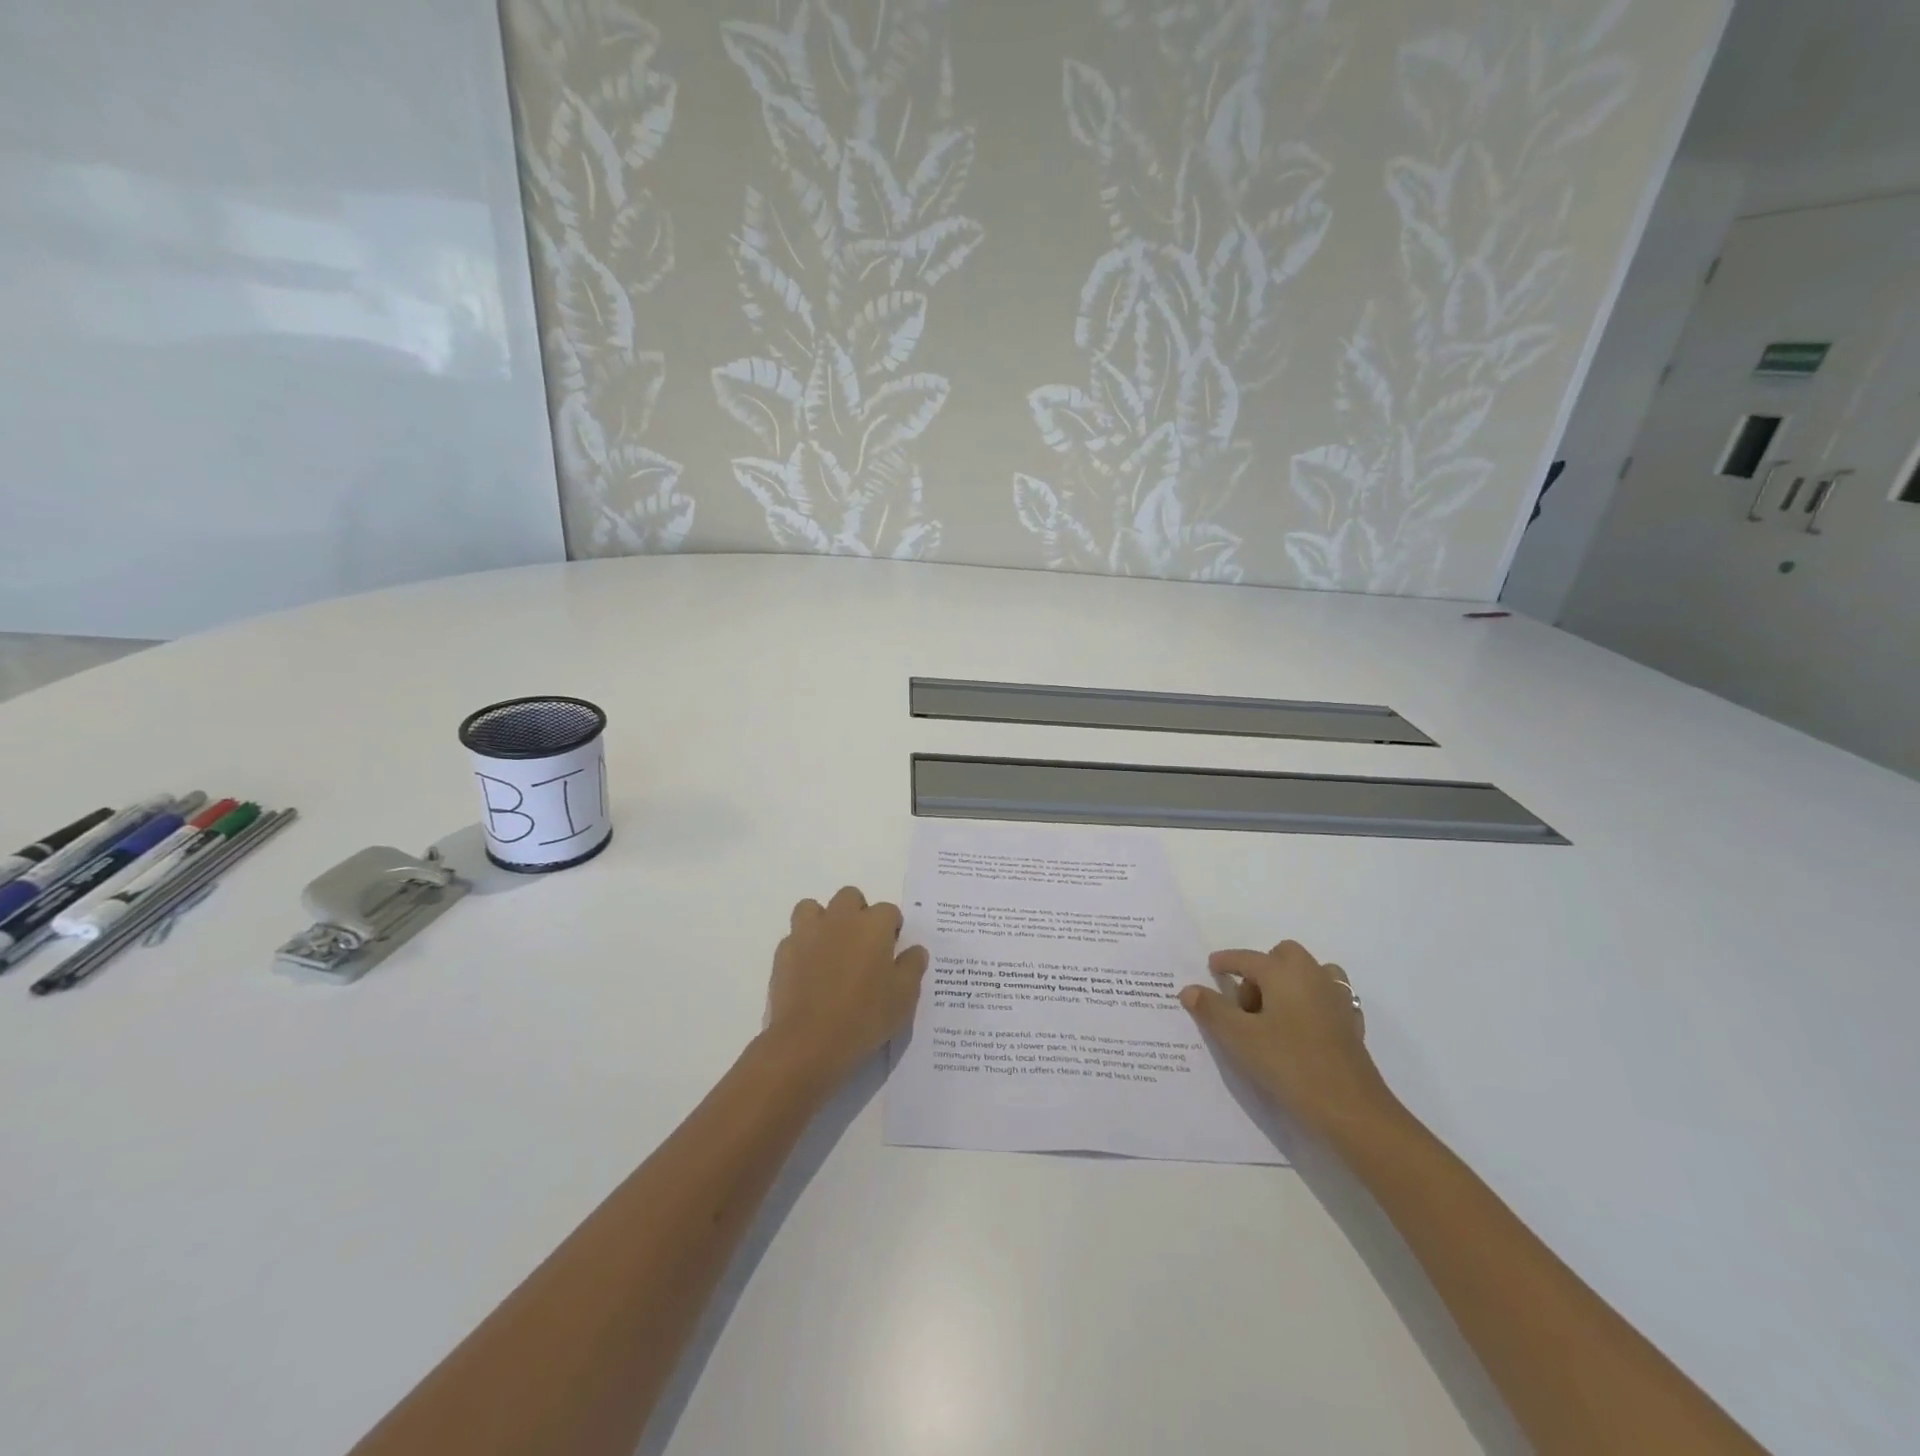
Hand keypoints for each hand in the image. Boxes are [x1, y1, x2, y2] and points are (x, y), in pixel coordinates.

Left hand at [765, 886, 928, 1088]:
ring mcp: (807, 933)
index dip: (892, 929)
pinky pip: (794, 937)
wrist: (808, 1042)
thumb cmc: (864, 1017)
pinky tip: (808, 971)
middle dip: (858, 913)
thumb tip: (915, 950)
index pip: (888, 911)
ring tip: (830, 949)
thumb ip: (912, 967)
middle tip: (862, 946)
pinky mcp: (783, 952)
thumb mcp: (904, 997)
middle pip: (850, 897)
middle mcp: (840, 919)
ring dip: (823, 921)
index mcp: (873, 925)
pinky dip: (802, 947)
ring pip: (813, 908)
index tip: (892, 951)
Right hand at [1181, 940, 1399, 1138]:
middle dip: (1261, 969)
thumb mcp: (1239, 1037)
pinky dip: (1311, 1003)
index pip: (1247, 958)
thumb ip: (1211, 1009)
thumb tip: (1189, 989)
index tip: (1211, 967)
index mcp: (1284, 972)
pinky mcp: (1351, 1025)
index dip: (1225, 962)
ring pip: (1309, 974)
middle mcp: (1313, 976)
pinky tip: (1301, 1030)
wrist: (1351, 1110)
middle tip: (1246, 1003)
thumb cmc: (1289, 1064)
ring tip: (1273, 1014)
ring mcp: (1337, 999)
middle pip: (1283, 956)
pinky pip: (1326, 999)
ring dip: (1289, 983)